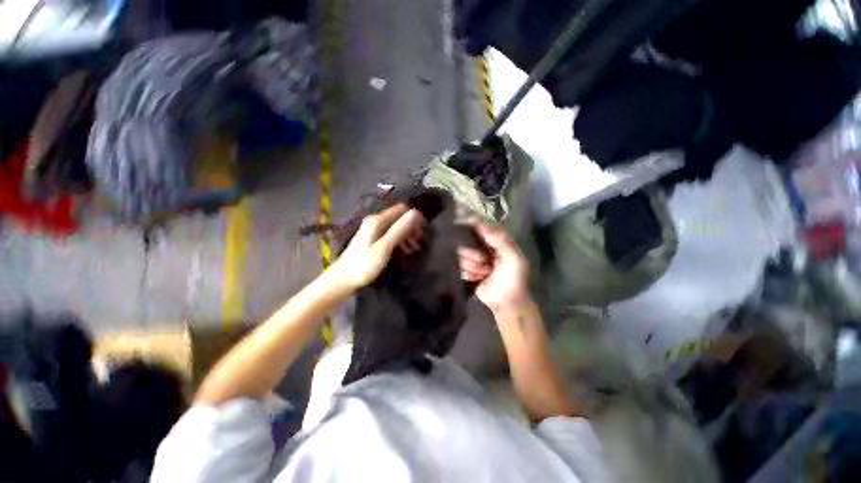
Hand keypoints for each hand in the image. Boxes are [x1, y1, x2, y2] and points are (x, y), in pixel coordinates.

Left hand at [328, 204, 424, 291]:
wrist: (343, 280)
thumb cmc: (364, 264)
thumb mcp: (385, 247)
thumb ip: (400, 229)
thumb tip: (416, 213)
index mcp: (378, 220)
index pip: (402, 209)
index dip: (414, 217)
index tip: (423, 230)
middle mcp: (376, 221)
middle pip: (399, 217)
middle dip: (412, 227)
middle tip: (419, 242)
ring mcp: (373, 231)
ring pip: (396, 227)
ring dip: (407, 235)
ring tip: (414, 249)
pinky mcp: (373, 240)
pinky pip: (391, 235)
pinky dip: (400, 240)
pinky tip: (405, 251)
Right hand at [458, 220, 529, 313]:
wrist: (507, 303)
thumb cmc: (514, 279)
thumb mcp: (514, 258)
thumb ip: (500, 239)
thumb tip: (480, 223)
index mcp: (497, 241)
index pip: (481, 227)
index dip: (473, 224)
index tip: (462, 221)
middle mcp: (484, 247)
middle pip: (466, 241)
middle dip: (472, 253)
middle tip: (483, 261)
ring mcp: (474, 259)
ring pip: (461, 255)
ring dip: (472, 266)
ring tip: (484, 273)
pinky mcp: (467, 270)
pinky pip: (459, 266)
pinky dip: (468, 273)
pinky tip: (477, 278)